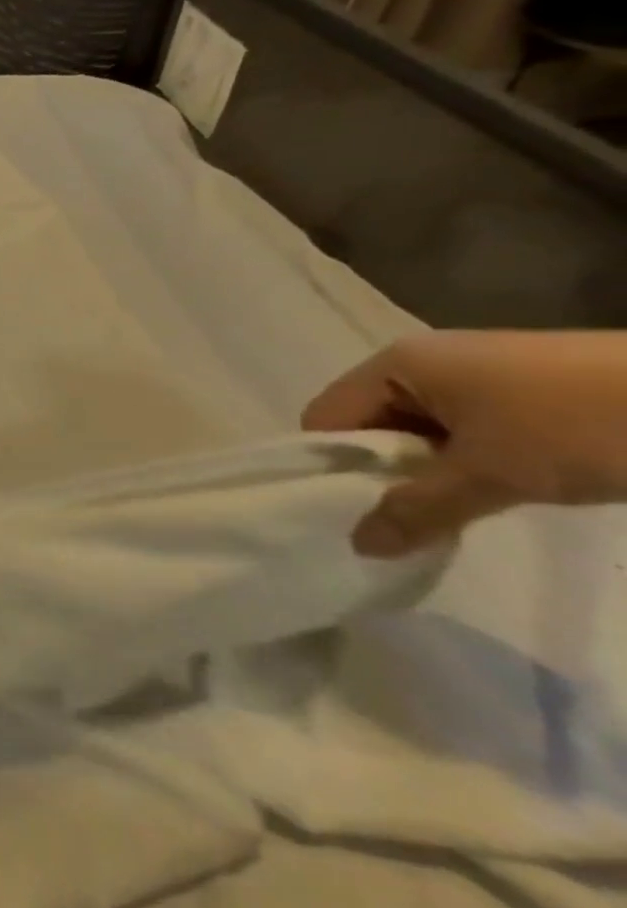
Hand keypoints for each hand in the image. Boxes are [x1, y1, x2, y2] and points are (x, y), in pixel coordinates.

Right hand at [303, 331, 626, 556]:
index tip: (359, 511)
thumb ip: (419, 509)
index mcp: (396, 364)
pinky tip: (501, 488)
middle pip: (369, 423)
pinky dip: (468, 462)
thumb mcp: (494, 474)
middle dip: (384, 472)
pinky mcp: (519, 391)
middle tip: (412, 518)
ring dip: (430, 471)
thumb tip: (359, 546)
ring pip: (419, 431)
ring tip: (463, 508)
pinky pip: (462, 430)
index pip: (327, 417)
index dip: (334, 464)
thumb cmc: (581, 425)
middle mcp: (422, 361)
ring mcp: (474, 374)